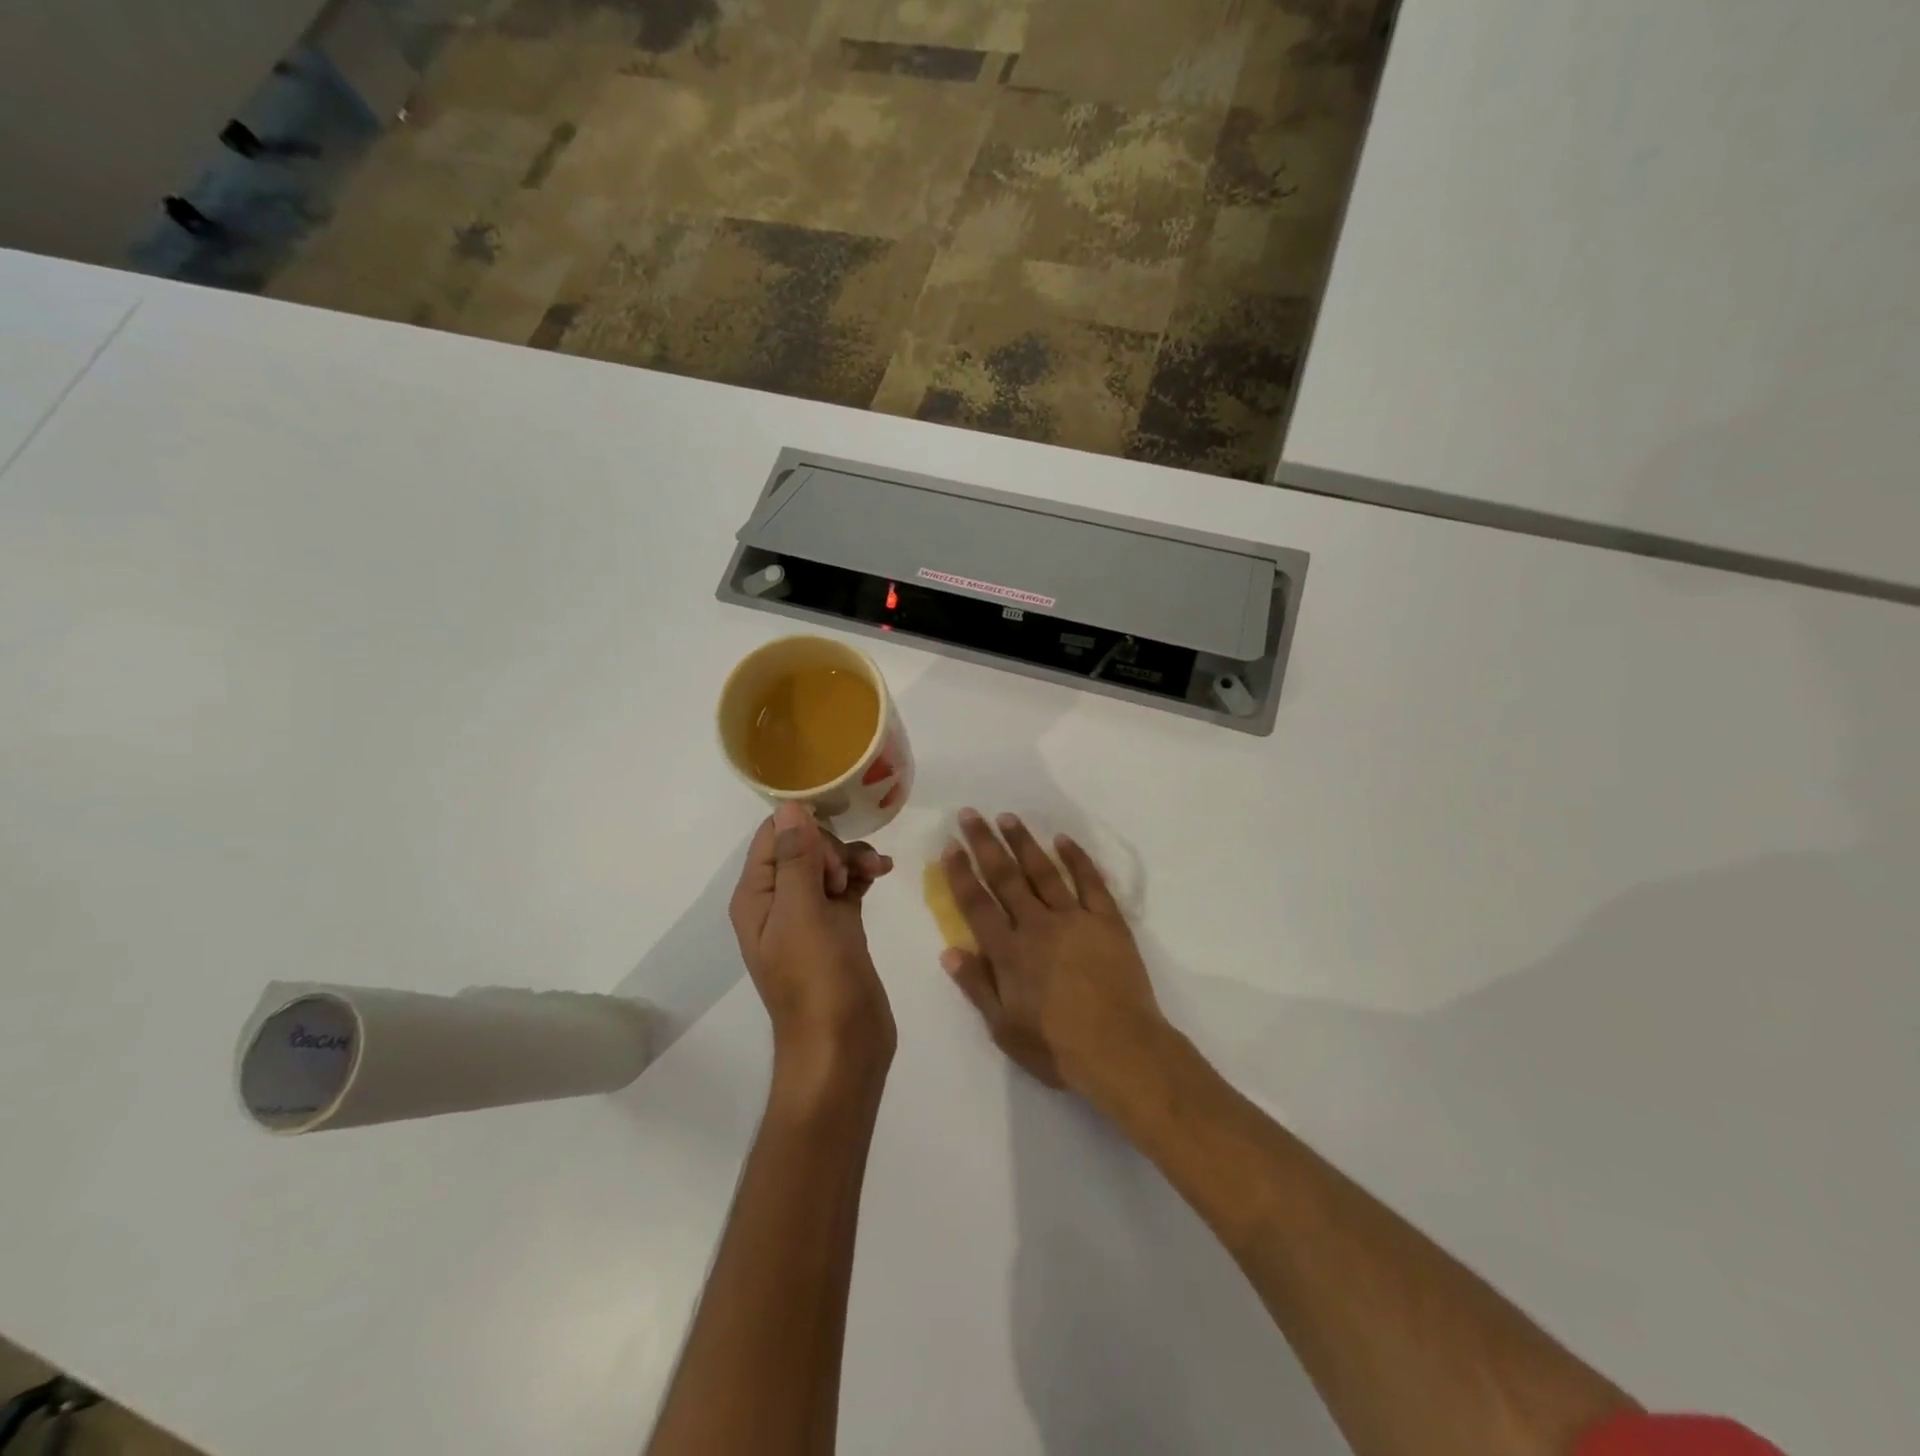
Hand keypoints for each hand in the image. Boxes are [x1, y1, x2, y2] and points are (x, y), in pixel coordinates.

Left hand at [730, 802, 896, 1087]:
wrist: (843, 1047)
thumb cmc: (816, 980)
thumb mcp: (802, 914)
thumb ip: (795, 858)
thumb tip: (789, 805)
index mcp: (756, 897)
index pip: (772, 836)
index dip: (803, 827)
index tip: (833, 839)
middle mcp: (778, 901)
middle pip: (802, 845)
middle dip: (830, 846)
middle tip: (843, 874)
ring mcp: (809, 916)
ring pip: (828, 863)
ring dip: (851, 857)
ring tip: (875, 871)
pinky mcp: (838, 928)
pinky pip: (847, 884)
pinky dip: (862, 874)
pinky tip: (882, 873)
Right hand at [939, 809, 1167, 1098]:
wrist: (1121, 1050)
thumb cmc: (1057, 1047)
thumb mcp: (1004, 1028)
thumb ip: (976, 986)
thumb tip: (949, 950)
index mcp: (1009, 952)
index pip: (977, 904)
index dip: (961, 874)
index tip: (950, 846)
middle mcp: (1037, 926)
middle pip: (1005, 877)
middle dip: (985, 844)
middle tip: (970, 815)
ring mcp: (1074, 919)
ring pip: (1043, 871)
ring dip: (1024, 842)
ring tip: (1008, 817)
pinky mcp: (1107, 921)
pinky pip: (1089, 882)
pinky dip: (1076, 858)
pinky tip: (1063, 839)